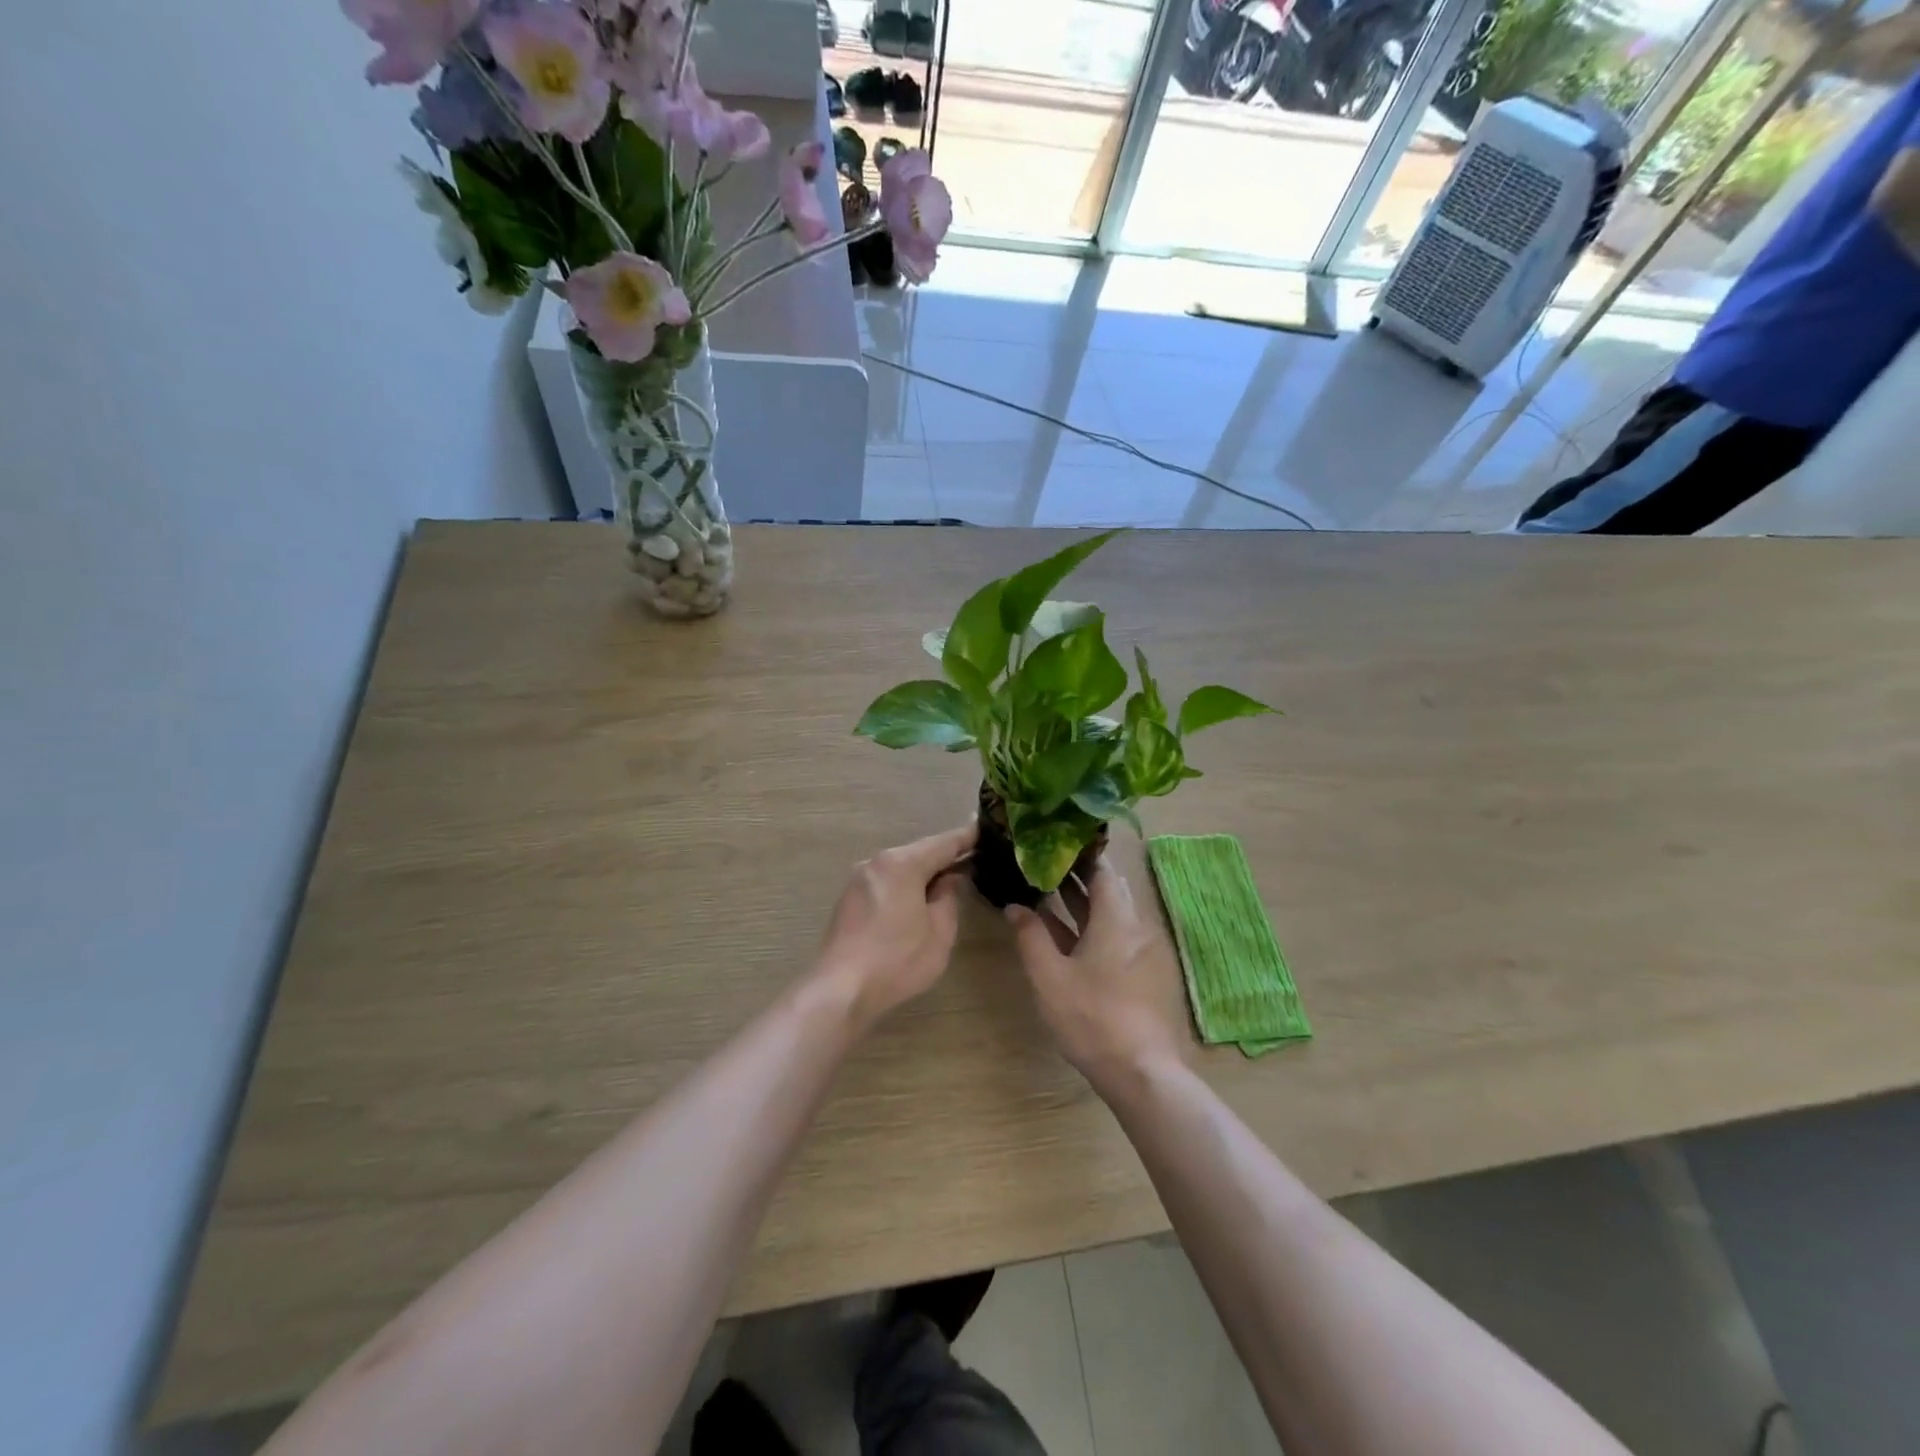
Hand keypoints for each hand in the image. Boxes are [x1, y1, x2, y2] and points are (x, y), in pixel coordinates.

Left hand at [816, 822, 976, 1026]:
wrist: (840, 990)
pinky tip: (914, 903)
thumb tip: (950, 879)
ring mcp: (857, 880)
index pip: (942, 843)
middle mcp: (876, 862)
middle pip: (918, 853)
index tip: (985, 829)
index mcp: (902, 864)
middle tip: (970, 861)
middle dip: (943, 858)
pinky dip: (903, 887)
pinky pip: (884, 884)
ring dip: (921, 874)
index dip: (966, 838)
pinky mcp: (847, 900)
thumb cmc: (898, 960)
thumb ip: (948, 898)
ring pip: (899, 869)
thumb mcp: (939, 931)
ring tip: (945, 883)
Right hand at [1006, 861, 1186, 1087]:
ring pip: (1109, 914)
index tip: (1052, 843)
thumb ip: (1030, 936)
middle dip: (1076, 876)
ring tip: (1045, 892)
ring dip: (1080, 903)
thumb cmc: (1091, 1017)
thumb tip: (1015, 906)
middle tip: (1043, 865)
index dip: (1078, 854)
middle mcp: (1133, 927)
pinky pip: (1112, 936)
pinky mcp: (1138, 973)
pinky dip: (1089, 928)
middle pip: (1107, 889)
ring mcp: (1138, 951)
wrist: (1139, 1070)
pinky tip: (1061, 933)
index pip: (1101, 869)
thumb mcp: (1048, 976)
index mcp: (1116, 918)